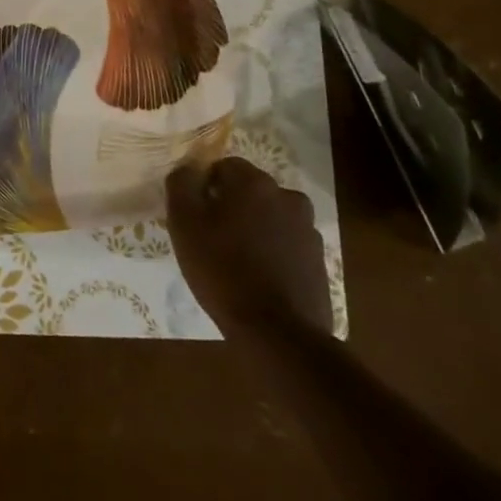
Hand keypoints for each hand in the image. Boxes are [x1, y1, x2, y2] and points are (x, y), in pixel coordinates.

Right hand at [166, 156, 332, 336]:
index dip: (205, 188)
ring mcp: (307, 228)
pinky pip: (286, 243)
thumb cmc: (222, 270)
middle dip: (231, 206)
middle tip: (211, 238)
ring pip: (269, 216)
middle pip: (249, 190)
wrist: (278, 333)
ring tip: (236, 260)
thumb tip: (188, 168)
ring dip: (254, 228)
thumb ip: (182, 184)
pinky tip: (259, 277)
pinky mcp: (318, 259)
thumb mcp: (184, 223)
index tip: (195, 215)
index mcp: (254, 182)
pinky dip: (272, 251)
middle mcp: (286, 195)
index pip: (223, 166)